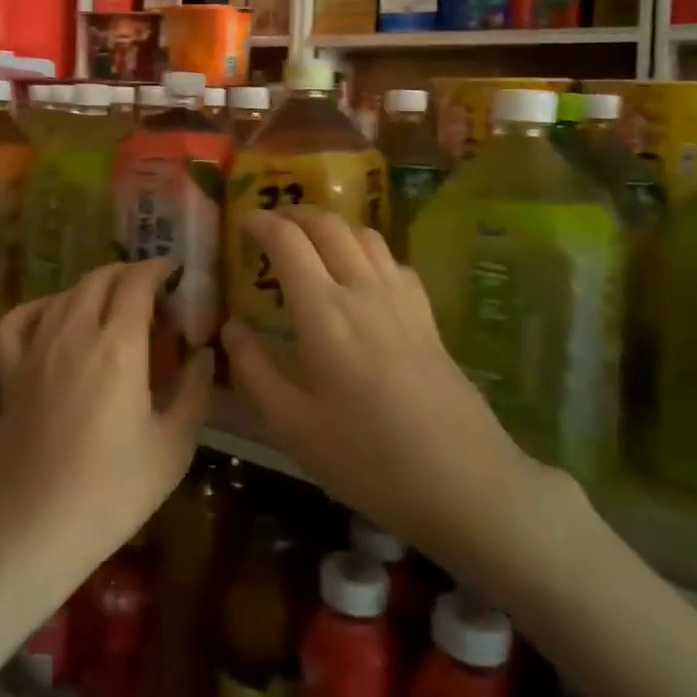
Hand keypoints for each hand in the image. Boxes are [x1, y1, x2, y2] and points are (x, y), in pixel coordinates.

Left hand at [0, 260, 212, 576]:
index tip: (176, 273)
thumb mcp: (174, 445)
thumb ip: (194, 389)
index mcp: (118, 346)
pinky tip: (56, 318)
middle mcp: (75, 333)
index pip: (137, 282)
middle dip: (130, 274)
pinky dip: (42, 306)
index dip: (158, 268)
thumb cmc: (112, 491)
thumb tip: (203, 352)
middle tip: (154, 297)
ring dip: (95, 287)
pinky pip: (20, 318)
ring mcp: (36, 349)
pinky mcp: (10, 371)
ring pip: (66, 293)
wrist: (31, 528)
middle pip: (101, 278)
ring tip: (115, 308)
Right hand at [221, 206, 566, 577]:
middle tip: (272, 223)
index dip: (261, 222)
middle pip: (329, 225)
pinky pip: (393, 261)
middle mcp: (363, 291)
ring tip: (312, 240)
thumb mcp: (295, 427)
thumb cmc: (369, 459)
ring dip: (332, 225)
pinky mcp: (427, 316)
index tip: (242, 221)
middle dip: (295, 213)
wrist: (466, 483)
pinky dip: (367, 250)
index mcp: (324, 312)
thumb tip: (231, 328)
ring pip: (365, 235)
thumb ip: (256, 371)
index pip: (289, 241)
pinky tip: (362, 275)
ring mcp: (401, 300)